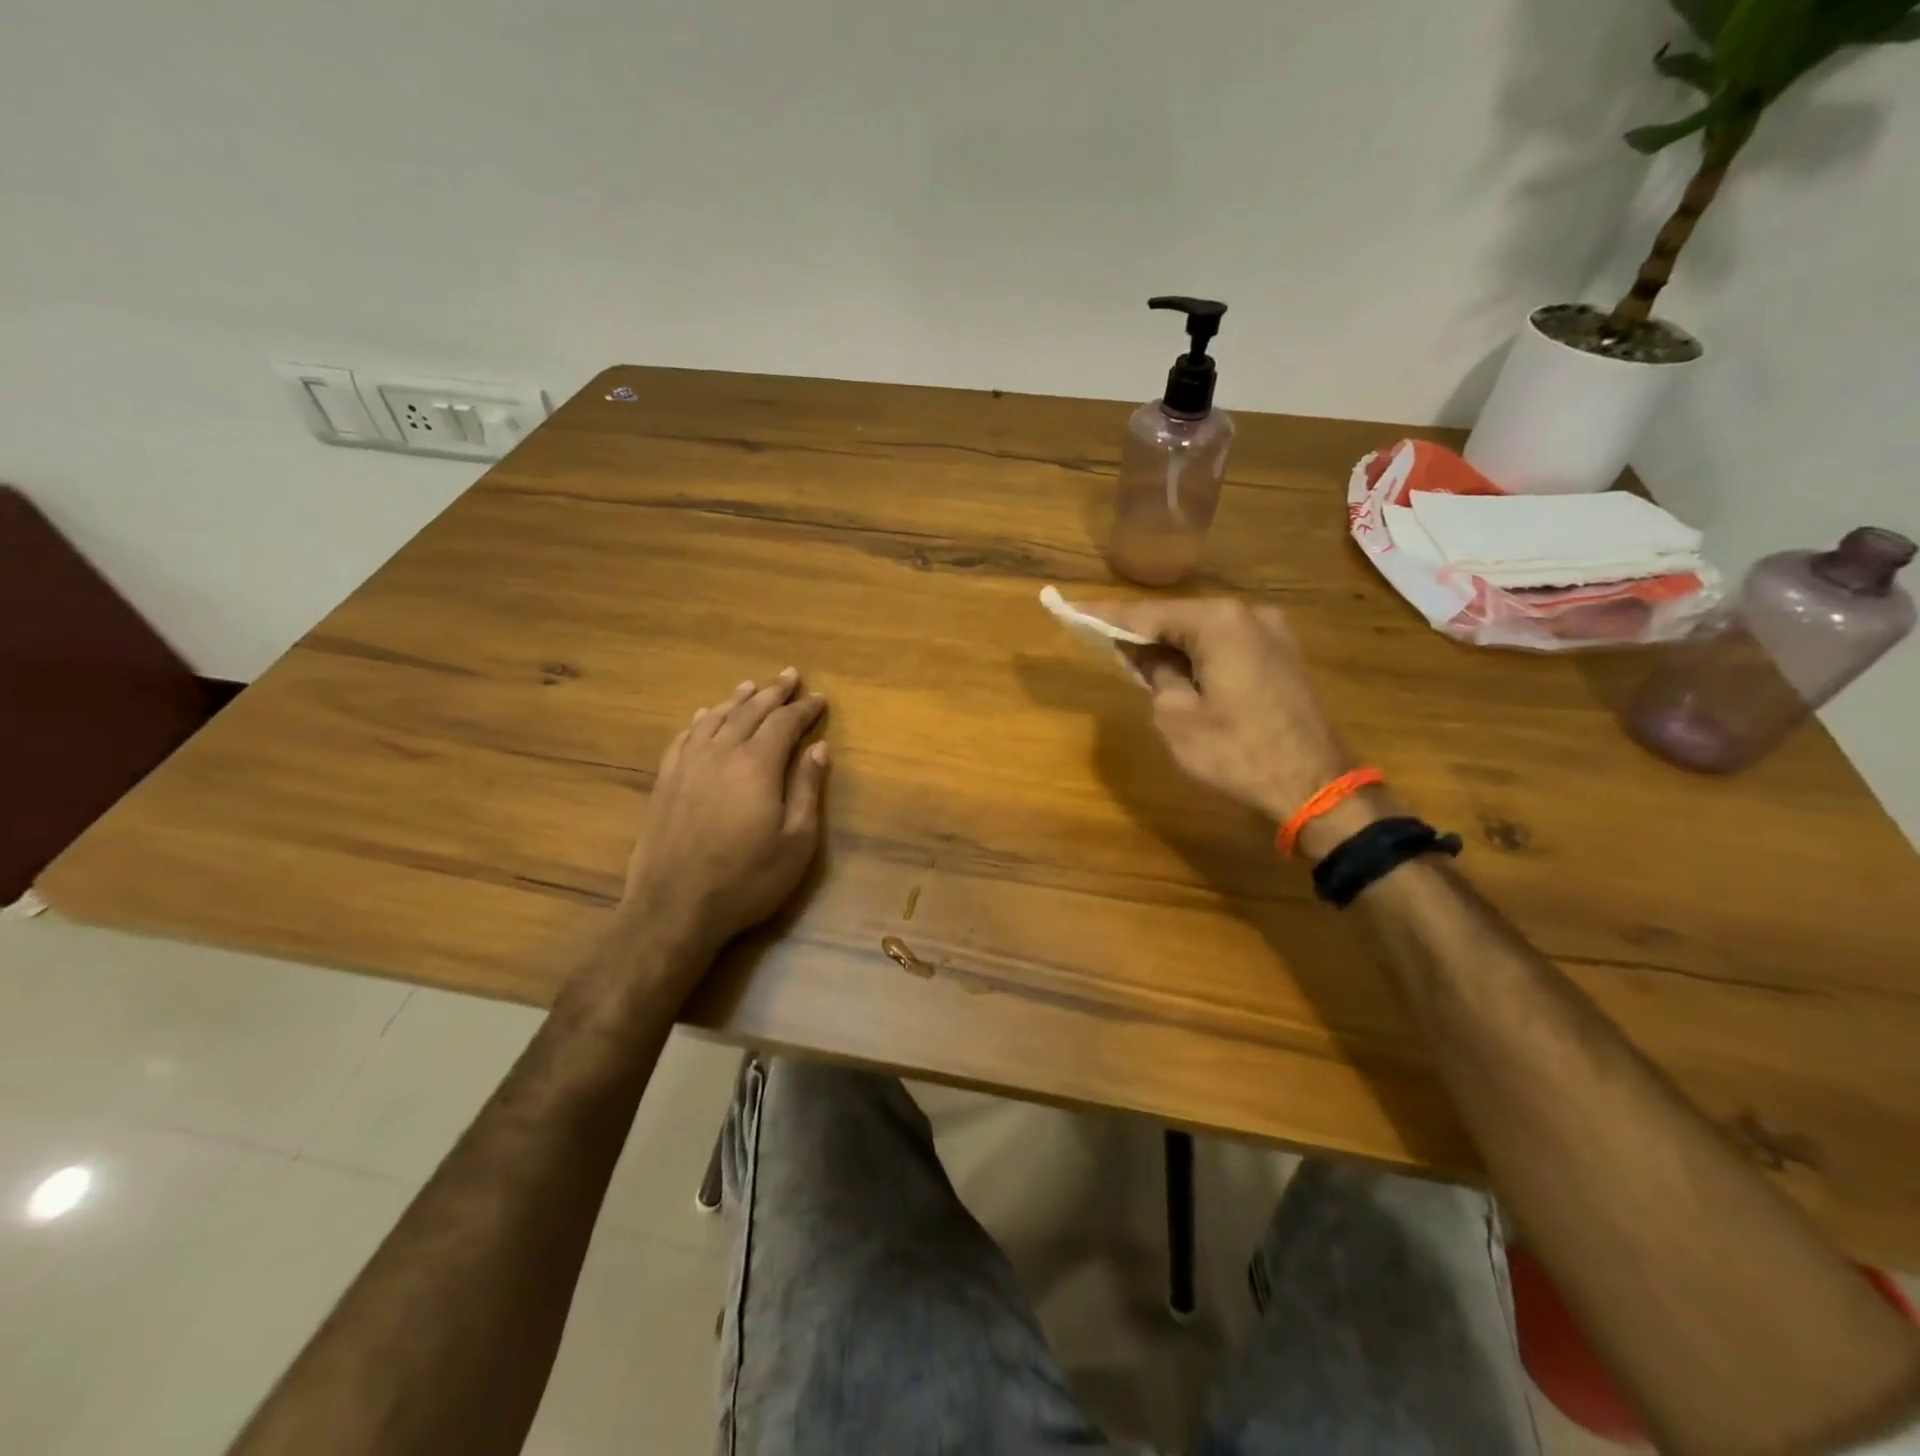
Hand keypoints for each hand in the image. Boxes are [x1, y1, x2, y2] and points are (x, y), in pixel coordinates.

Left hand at [621, 669, 828, 965]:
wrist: (674, 907)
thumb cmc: (747, 879)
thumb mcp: (796, 841)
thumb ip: (807, 789)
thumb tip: (819, 748)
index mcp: (757, 764)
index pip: (785, 723)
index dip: (804, 709)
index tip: (819, 698)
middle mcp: (721, 753)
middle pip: (750, 711)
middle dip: (773, 692)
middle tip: (789, 675)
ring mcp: (688, 764)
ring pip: (715, 718)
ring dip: (736, 700)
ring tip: (750, 686)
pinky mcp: (666, 781)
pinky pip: (685, 737)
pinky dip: (700, 721)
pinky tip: (703, 716)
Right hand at [1095, 598, 1350, 821]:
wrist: (1316, 787)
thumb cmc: (1236, 753)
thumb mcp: (1177, 717)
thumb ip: (1154, 673)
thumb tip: (1141, 651)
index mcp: (1219, 622)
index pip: (1146, 614)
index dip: (1104, 616)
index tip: (1067, 608)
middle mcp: (1248, 614)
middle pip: (1177, 617)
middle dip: (1138, 630)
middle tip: (1097, 638)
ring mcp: (1271, 632)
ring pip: (1203, 631)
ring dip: (1168, 644)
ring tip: (1132, 658)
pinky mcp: (1282, 654)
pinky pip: (1226, 644)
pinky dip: (1197, 653)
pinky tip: (1176, 668)